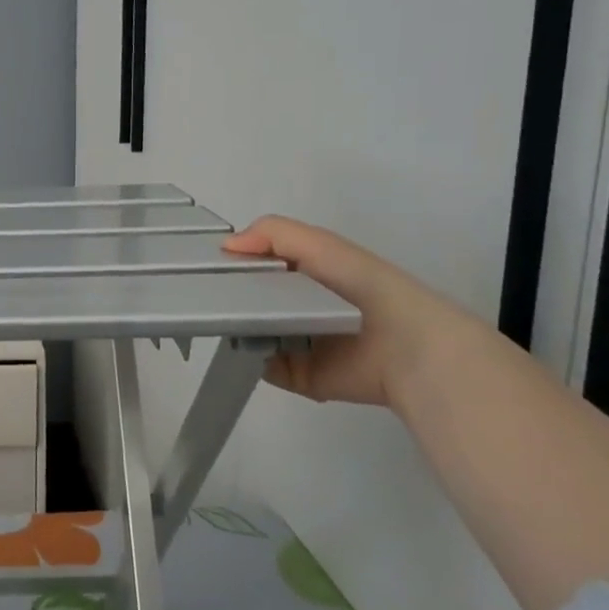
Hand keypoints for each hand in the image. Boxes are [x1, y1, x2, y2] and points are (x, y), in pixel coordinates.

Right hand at [221, 216, 469, 411]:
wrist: (404, 346)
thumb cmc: (362, 286)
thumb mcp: (319, 244)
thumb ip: (272, 233)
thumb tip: (224, 246)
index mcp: (305, 275)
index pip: (257, 264)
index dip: (232, 261)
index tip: (204, 262)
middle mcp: (298, 308)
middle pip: (248, 300)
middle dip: (227, 296)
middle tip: (205, 292)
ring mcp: (296, 343)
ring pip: (251, 332)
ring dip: (235, 327)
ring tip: (218, 318)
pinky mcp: (298, 375)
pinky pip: (262, 365)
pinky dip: (250, 357)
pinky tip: (241, 344)